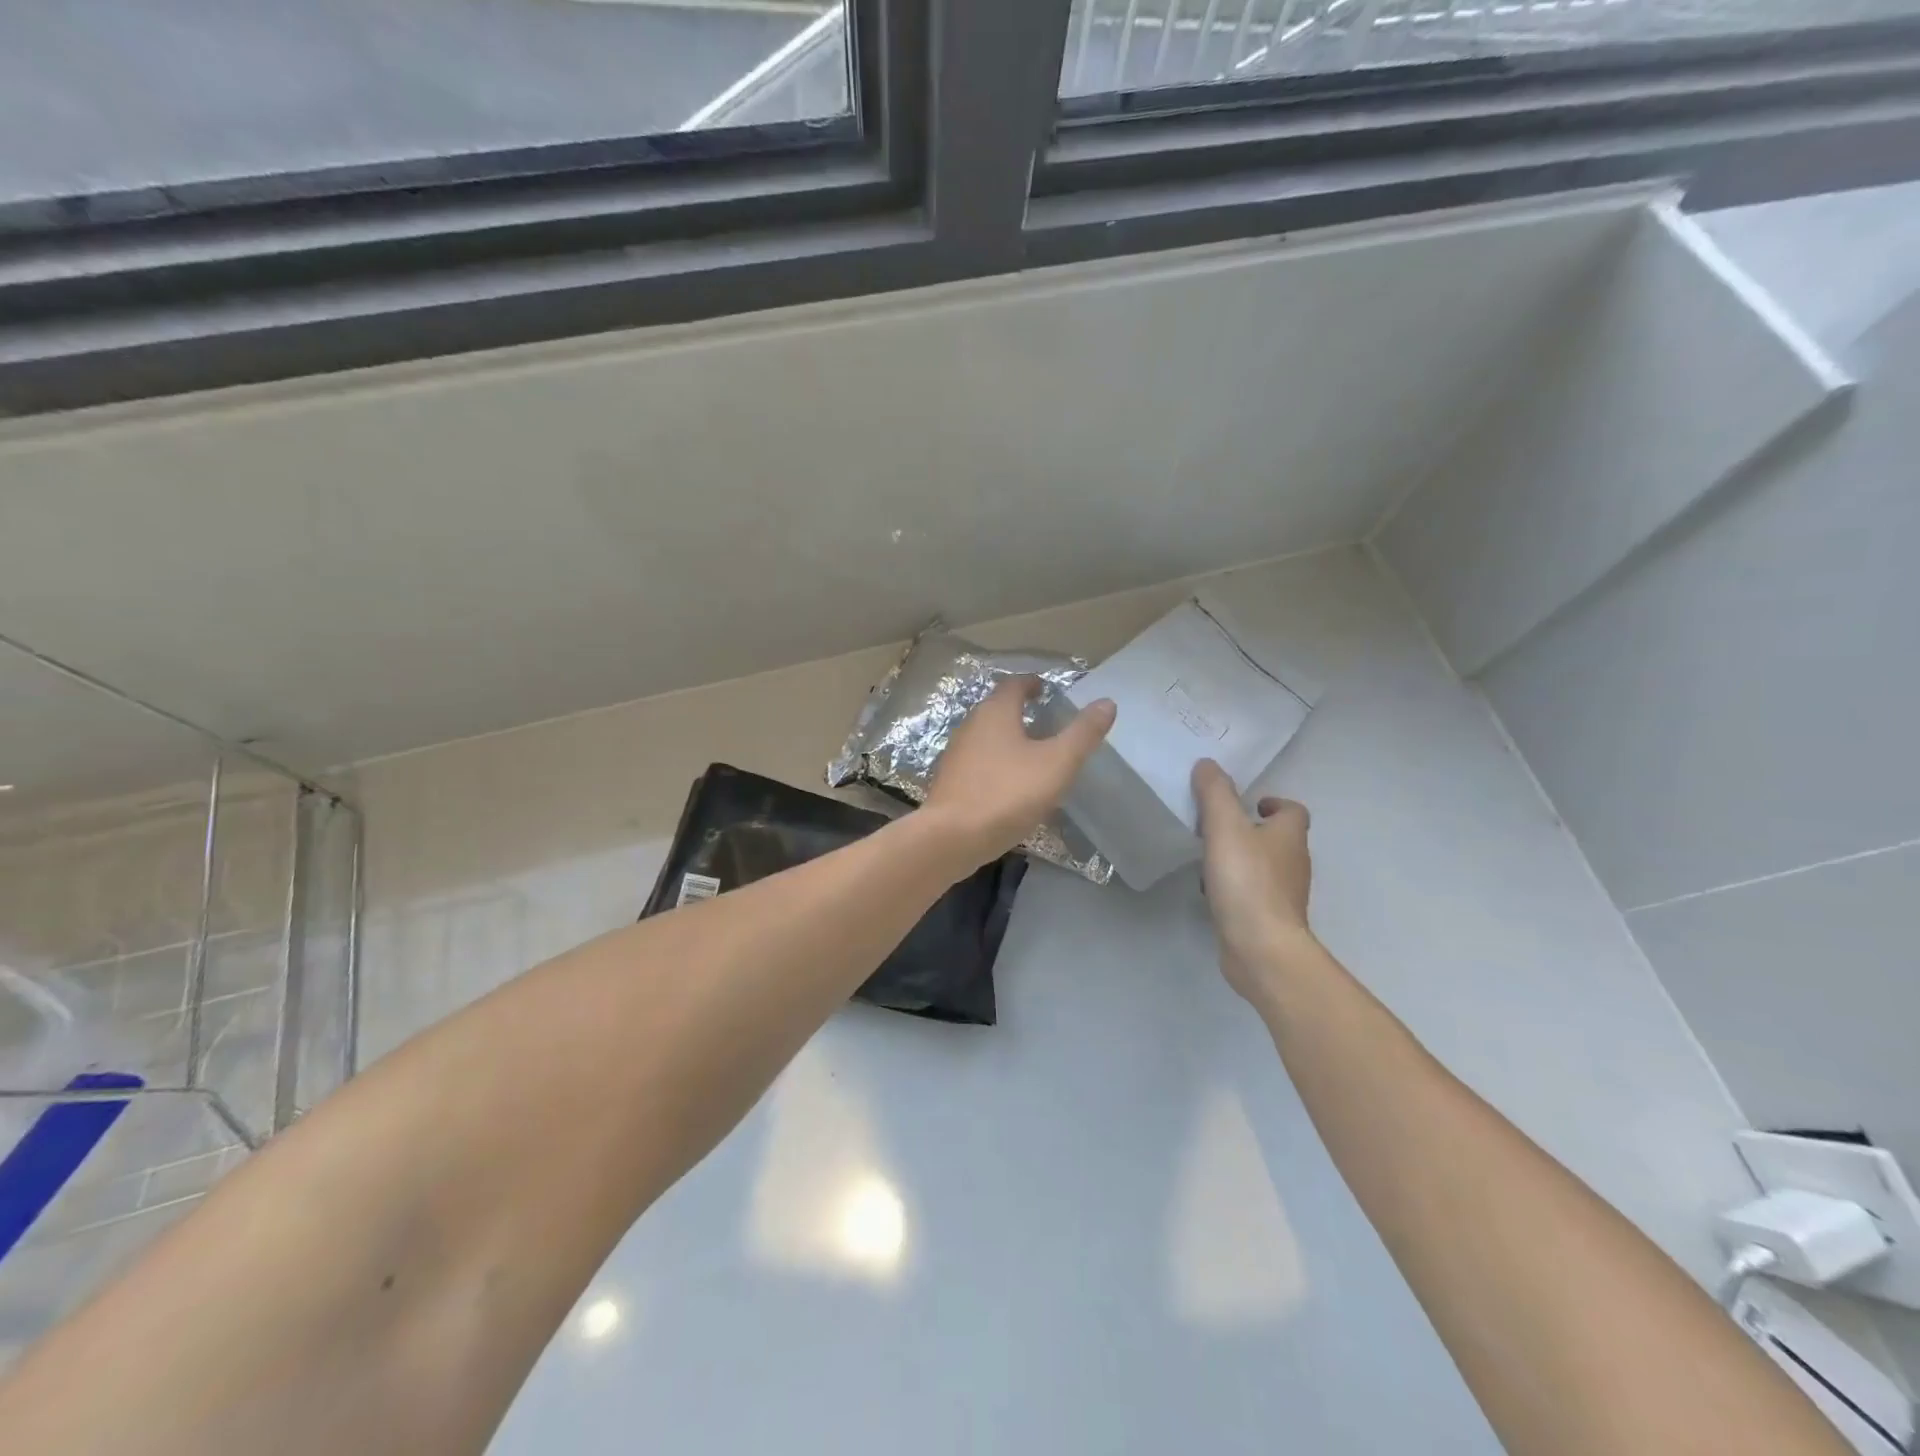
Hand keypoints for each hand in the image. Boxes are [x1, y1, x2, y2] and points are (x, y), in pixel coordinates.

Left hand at [925, 677, 1115, 868]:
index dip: (1032, 684)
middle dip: (1020, 712)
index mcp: (995, 712)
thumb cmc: (1007, 793)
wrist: (951, 838)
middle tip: (1047, 722)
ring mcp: (956, 755)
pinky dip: (997, 765)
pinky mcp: (950, 782)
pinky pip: (978, 764)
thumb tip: (1107, 702)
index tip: (1047, 690)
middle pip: (997, 709)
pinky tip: (1010, 786)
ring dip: (1008, 740)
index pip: (1014, 685)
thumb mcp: (1056, 763)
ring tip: (1033, 755)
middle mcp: (971, 726)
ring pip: (987, 738)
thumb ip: (1082, 733)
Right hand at [1191, 758, 1314, 1002]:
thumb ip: (1215, 793)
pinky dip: (1235, 887)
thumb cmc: (1247, 881)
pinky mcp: (1269, 919)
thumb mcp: (1225, 827)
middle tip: (1217, 827)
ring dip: (1241, 858)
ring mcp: (1284, 894)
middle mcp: (1294, 863)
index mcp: (1289, 836)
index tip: (1247, 805)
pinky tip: (1211, 891)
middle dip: (1251, 830)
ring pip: (1264, 867)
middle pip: (1278, 838)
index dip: (1273, 804)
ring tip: (1208, 857)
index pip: (1293, 811)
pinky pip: (1252, 893)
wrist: (1261, 948)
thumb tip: (1207, 764)